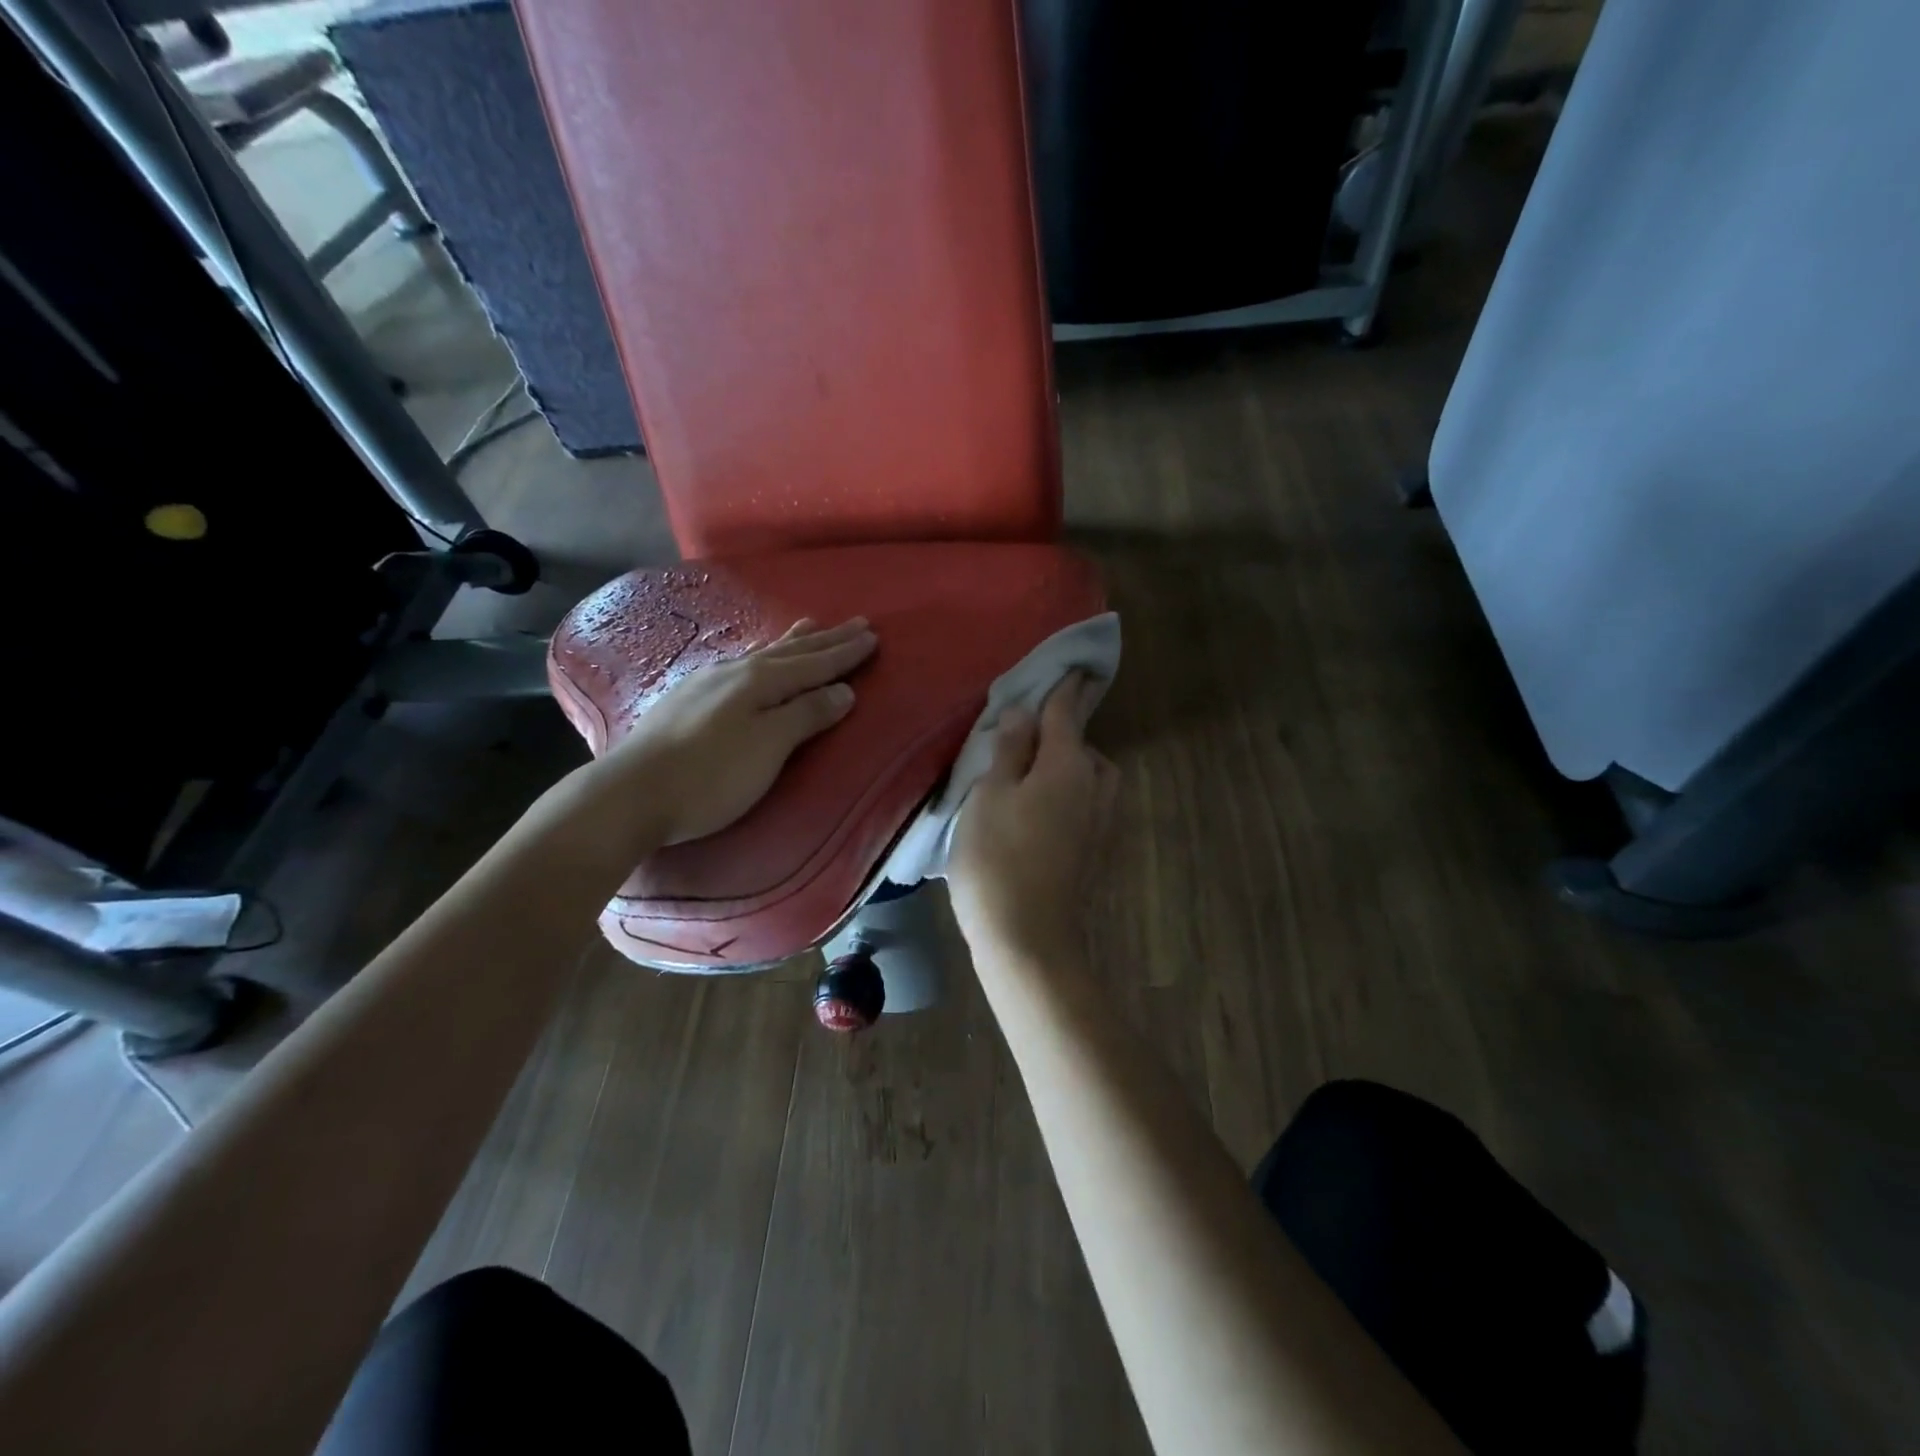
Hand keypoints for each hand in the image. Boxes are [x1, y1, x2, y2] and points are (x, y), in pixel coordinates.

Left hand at [594, 616, 875, 846]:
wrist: (631, 794)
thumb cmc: (711, 775)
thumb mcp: (768, 747)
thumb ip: (806, 715)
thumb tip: (843, 691)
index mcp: (760, 681)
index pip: (814, 664)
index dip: (844, 653)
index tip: (873, 637)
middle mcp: (735, 671)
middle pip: (791, 652)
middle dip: (826, 640)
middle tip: (856, 622)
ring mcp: (707, 682)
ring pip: (762, 654)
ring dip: (792, 642)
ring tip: (809, 626)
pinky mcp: (687, 699)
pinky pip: (741, 665)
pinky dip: (762, 657)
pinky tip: (753, 661)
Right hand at [949, 673, 1118, 963]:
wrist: (1028, 939)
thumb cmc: (997, 859)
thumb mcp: (989, 796)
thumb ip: (1008, 750)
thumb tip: (1022, 711)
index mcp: (1067, 766)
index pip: (1067, 712)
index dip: (1065, 687)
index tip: (1073, 665)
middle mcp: (1094, 786)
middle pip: (1081, 745)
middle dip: (1061, 732)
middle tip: (1025, 733)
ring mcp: (1099, 821)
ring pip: (1088, 775)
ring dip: (1067, 764)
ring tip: (1029, 772)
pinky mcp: (1095, 848)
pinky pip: (1085, 801)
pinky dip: (1067, 792)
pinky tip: (1039, 808)